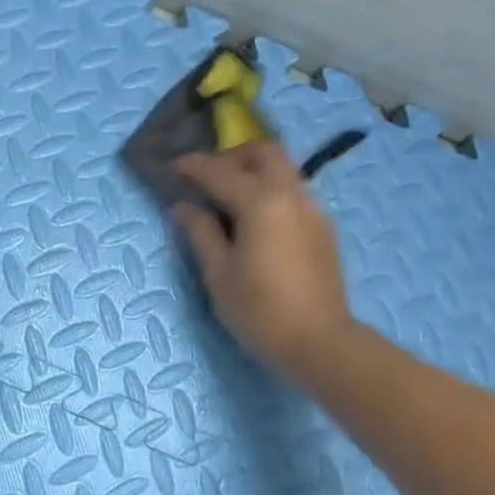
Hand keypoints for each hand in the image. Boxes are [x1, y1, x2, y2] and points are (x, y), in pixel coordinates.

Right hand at [171, 143, 353, 381]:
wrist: (319, 341)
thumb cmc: (260, 311)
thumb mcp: (219, 274)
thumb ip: (200, 232)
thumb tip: (183, 206)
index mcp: (261, 203)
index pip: (220, 172)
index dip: (192, 166)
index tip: (172, 166)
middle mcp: (291, 195)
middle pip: (264, 152)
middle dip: (232, 156)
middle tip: (207, 178)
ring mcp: (312, 209)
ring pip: (283, 170)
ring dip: (253, 172)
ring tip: (227, 200)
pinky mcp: (322, 227)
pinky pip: (293, 192)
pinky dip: (269, 191)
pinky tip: (254, 222)